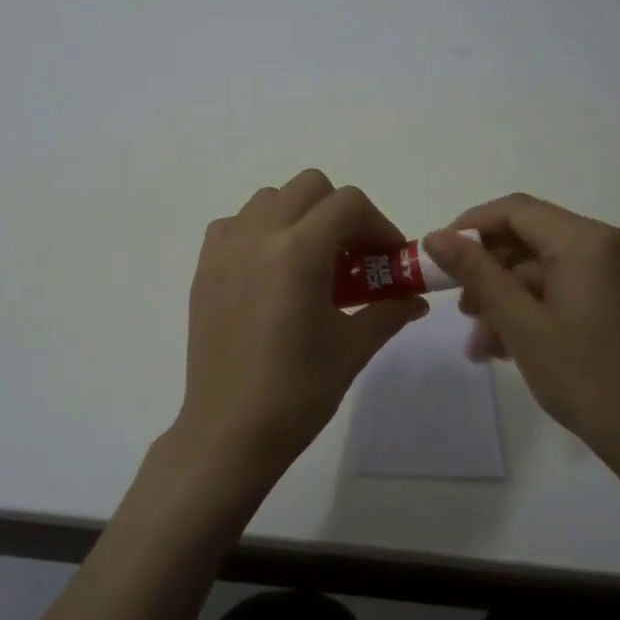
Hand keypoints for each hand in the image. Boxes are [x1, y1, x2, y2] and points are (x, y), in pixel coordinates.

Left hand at [173, 169, 428, 495]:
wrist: (228, 431)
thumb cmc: (296, 393)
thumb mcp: (352, 349)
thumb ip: (388, 311)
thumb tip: (415, 298)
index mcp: (297, 251)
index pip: (348, 203)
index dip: (378, 225)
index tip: (388, 260)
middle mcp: (258, 235)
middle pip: (309, 187)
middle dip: (341, 213)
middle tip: (354, 258)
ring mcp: (225, 249)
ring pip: (270, 199)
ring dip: (300, 217)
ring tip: (312, 264)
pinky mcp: (204, 267)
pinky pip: (236, 224)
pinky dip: (261, 231)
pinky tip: (271, 271)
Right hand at [424, 194, 619, 478]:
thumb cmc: (587, 379)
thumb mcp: (520, 324)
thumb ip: (476, 272)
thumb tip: (435, 236)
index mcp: (589, 241)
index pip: (516, 210)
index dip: (470, 227)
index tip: (437, 258)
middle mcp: (612, 242)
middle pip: (532, 238)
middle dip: (489, 273)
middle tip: (461, 311)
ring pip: (547, 267)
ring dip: (509, 298)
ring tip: (481, 343)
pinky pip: (569, 286)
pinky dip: (537, 307)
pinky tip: (510, 346)